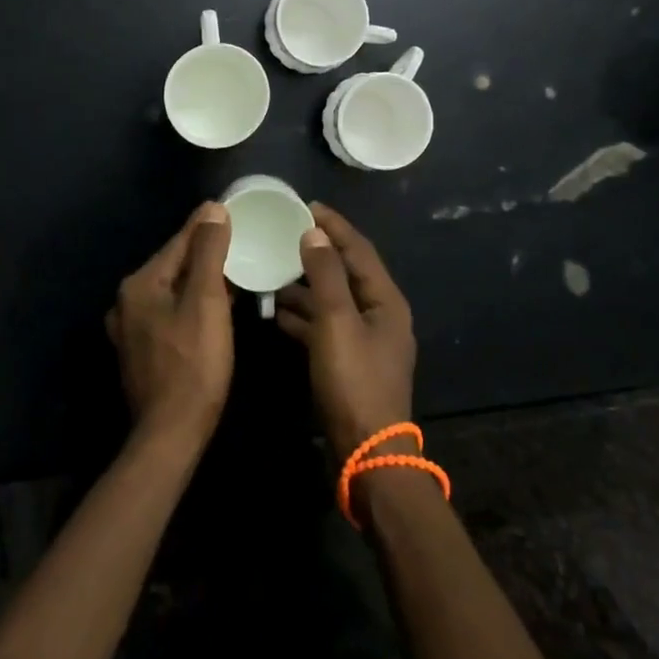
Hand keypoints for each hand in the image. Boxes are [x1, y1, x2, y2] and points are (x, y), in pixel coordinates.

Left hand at [106, 201, 233, 449]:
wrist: (171, 433)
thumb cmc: (194, 364)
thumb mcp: (207, 302)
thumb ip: (208, 252)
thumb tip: (212, 209)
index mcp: (139, 284)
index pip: (179, 242)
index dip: (207, 225)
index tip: (231, 209)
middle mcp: (127, 301)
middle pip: (173, 265)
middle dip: (204, 252)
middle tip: (239, 239)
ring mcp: (131, 328)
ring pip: (172, 290)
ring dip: (200, 279)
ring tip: (233, 270)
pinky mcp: (141, 350)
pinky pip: (169, 313)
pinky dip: (191, 303)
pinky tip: (214, 307)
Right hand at [275, 204, 416, 461]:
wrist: (367, 453)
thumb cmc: (354, 381)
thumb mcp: (336, 322)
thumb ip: (325, 275)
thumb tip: (314, 233)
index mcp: (385, 300)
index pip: (359, 249)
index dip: (334, 226)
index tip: (307, 205)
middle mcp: (379, 315)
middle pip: (346, 273)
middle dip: (315, 255)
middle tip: (284, 236)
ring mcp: (365, 341)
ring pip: (332, 301)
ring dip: (305, 287)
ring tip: (272, 272)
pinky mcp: (349, 363)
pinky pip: (325, 327)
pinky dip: (304, 317)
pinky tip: (276, 313)